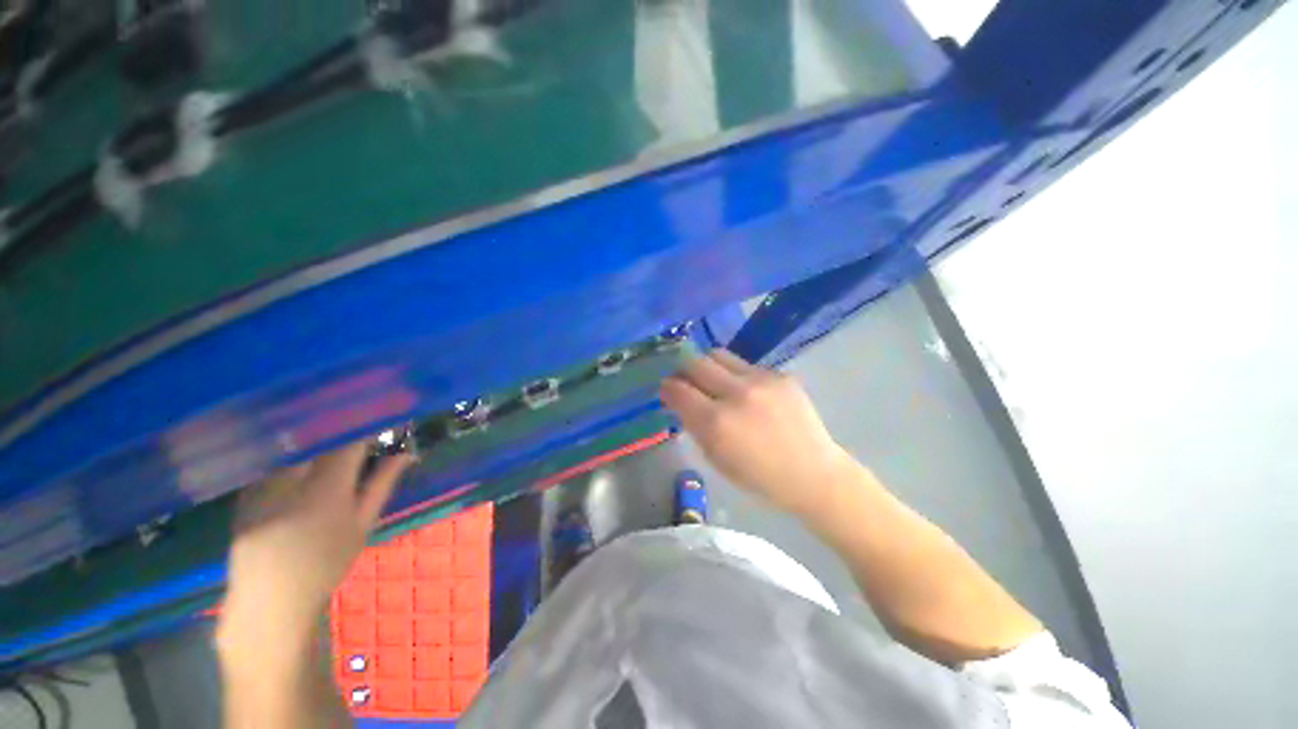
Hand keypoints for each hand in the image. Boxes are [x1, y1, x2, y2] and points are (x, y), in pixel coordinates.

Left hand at [223, 443, 412, 632]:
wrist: (270, 599)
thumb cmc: (327, 562)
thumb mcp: (363, 524)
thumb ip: (382, 483)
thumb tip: (407, 452)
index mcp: (326, 489)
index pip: (350, 442)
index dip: (369, 426)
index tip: (385, 418)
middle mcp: (290, 480)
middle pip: (317, 438)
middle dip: (341, 428)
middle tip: (358, 427)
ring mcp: (261, 485)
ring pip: (292, 446)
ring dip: (315, 438)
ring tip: (332, 437)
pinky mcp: (244, 492)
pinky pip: (272, 460)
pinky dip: (291, 454)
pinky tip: (301, 460)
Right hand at [660, 349, 856, 517]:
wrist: (813, 473)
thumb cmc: (759, 477)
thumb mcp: (715, 458)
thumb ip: (694, 425)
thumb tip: (680, 400)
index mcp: (716, 422)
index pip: (677, 389)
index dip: (667, 387)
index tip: (667, 390)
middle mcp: (736, 393)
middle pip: (695, 362)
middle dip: (684, 369)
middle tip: (687, 380)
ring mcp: (761, 380)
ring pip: (719, 354)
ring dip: (708, 366)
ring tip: (714, 381)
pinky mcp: (780, 374)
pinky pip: (746, 365)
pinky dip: (737, 375)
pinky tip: (747, 392)